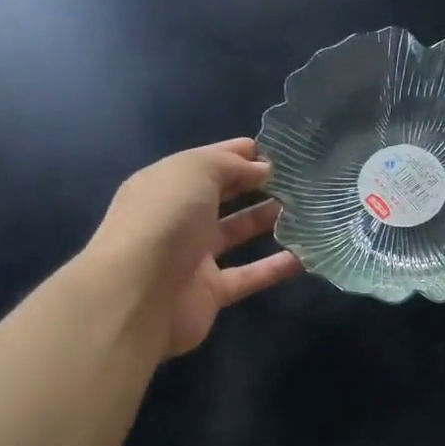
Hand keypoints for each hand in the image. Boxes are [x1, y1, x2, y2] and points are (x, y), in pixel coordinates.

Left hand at [86, 138, 301, 358]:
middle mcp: (176, 218)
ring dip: (264, 219)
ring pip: (234, 233)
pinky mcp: (210, 293)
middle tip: (294, 178)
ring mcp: (191, 257)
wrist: (139, 294)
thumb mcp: (195, 171)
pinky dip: (275, 267)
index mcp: (165, 184)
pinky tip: (305, 255)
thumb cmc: (164, 219)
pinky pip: (248, 275)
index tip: (275, 151)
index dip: (237, 154)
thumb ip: (229, 164)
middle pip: (219, 196)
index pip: (205, 162)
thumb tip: (261, 169)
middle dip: (252, 184)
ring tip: (303, 208)